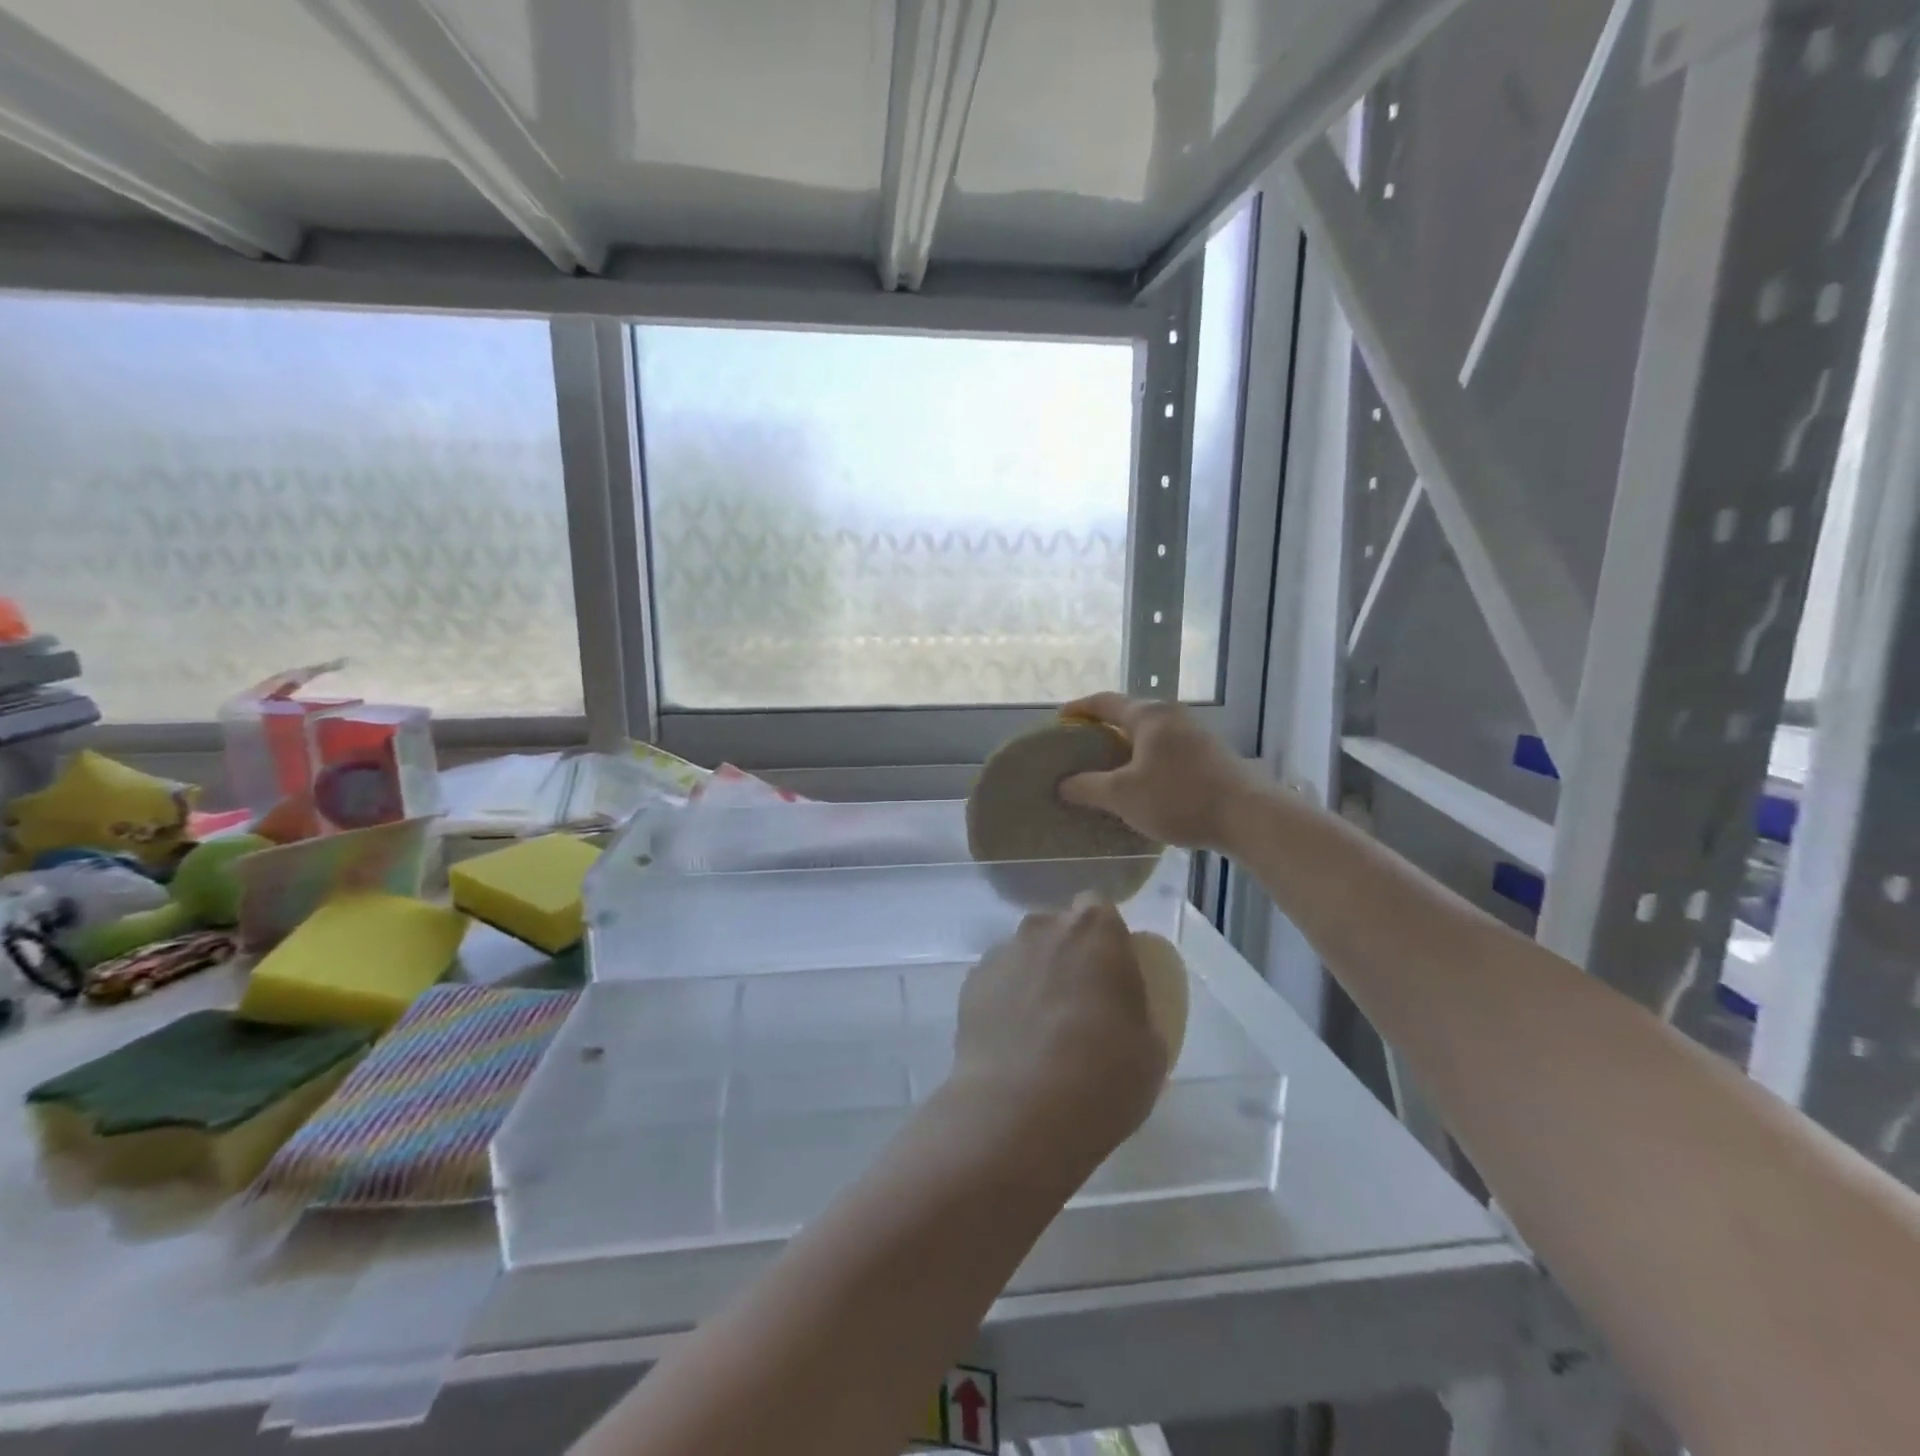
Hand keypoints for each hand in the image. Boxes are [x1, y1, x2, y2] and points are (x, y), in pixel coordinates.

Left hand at [950, 895, 1168, 1168]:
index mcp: (1095, 930)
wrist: (1019, 1110)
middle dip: (1067, 954)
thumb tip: (1120, 1012)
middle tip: (1079, 1003)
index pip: (1098, 908)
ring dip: (1034, 978)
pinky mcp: (969, 984)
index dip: (1104, 937)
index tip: (1110, 972)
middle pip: (1057, 929)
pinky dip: (1004, 1003)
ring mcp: (1001, 953)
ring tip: (1040, 1032)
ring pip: (1024, 955)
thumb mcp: (1151, 1049)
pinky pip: (996, 984)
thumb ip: (1136, 1011)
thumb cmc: (1103, 1074)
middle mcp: (1043, 928)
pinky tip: (1012, 1045)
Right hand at [1057, 693, 1264, 851]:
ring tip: (1108, 769)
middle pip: (1129, 715)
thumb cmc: (1178, 797)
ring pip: (1151, 735)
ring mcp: (1196, 735)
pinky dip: (1148, 762)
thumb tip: (1063, 784)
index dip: (1079, 709)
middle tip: (1081, 748)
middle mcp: (1172, 716)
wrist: (1247, 816)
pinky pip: (1168, 751)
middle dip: (1103, 729)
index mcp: (1148, 715)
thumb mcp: (1123, 795)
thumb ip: (1088, 787)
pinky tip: (1143, 785)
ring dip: (1127, 748)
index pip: (1104, 702)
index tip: (1060, 720)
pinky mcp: (1211, 756)